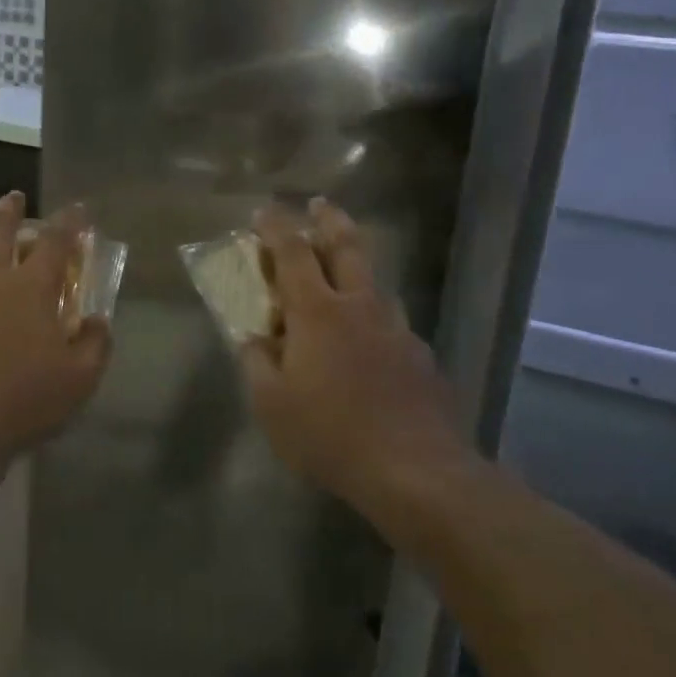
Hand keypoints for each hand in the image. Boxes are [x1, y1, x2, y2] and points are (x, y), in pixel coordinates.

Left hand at [0, 193, 112, 465]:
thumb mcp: (81, 376)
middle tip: (16, 197)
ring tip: (1, 271)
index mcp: (30, 286)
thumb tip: (96, 322)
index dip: (70, 221)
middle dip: (10, 210)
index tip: (79, 209)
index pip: (55, 240)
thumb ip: (95, 343)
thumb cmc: (27, 397)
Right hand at [239, 199, 473, 516]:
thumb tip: (254, 339)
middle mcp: (360, 307)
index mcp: (317, 312)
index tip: (264, 210)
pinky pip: (393, 323)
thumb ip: (256, 363)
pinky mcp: (421, 357)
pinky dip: (375, 318)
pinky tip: (371, 344)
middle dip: (329, 220)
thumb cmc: (330, 434)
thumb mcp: (271, 404)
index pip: (292, 253)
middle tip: (320, 204)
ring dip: (357, 268)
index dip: (276, 227)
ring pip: (376, 283)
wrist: (416, 472)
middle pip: (347, 247)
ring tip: (345, 276)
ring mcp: (397, 329)